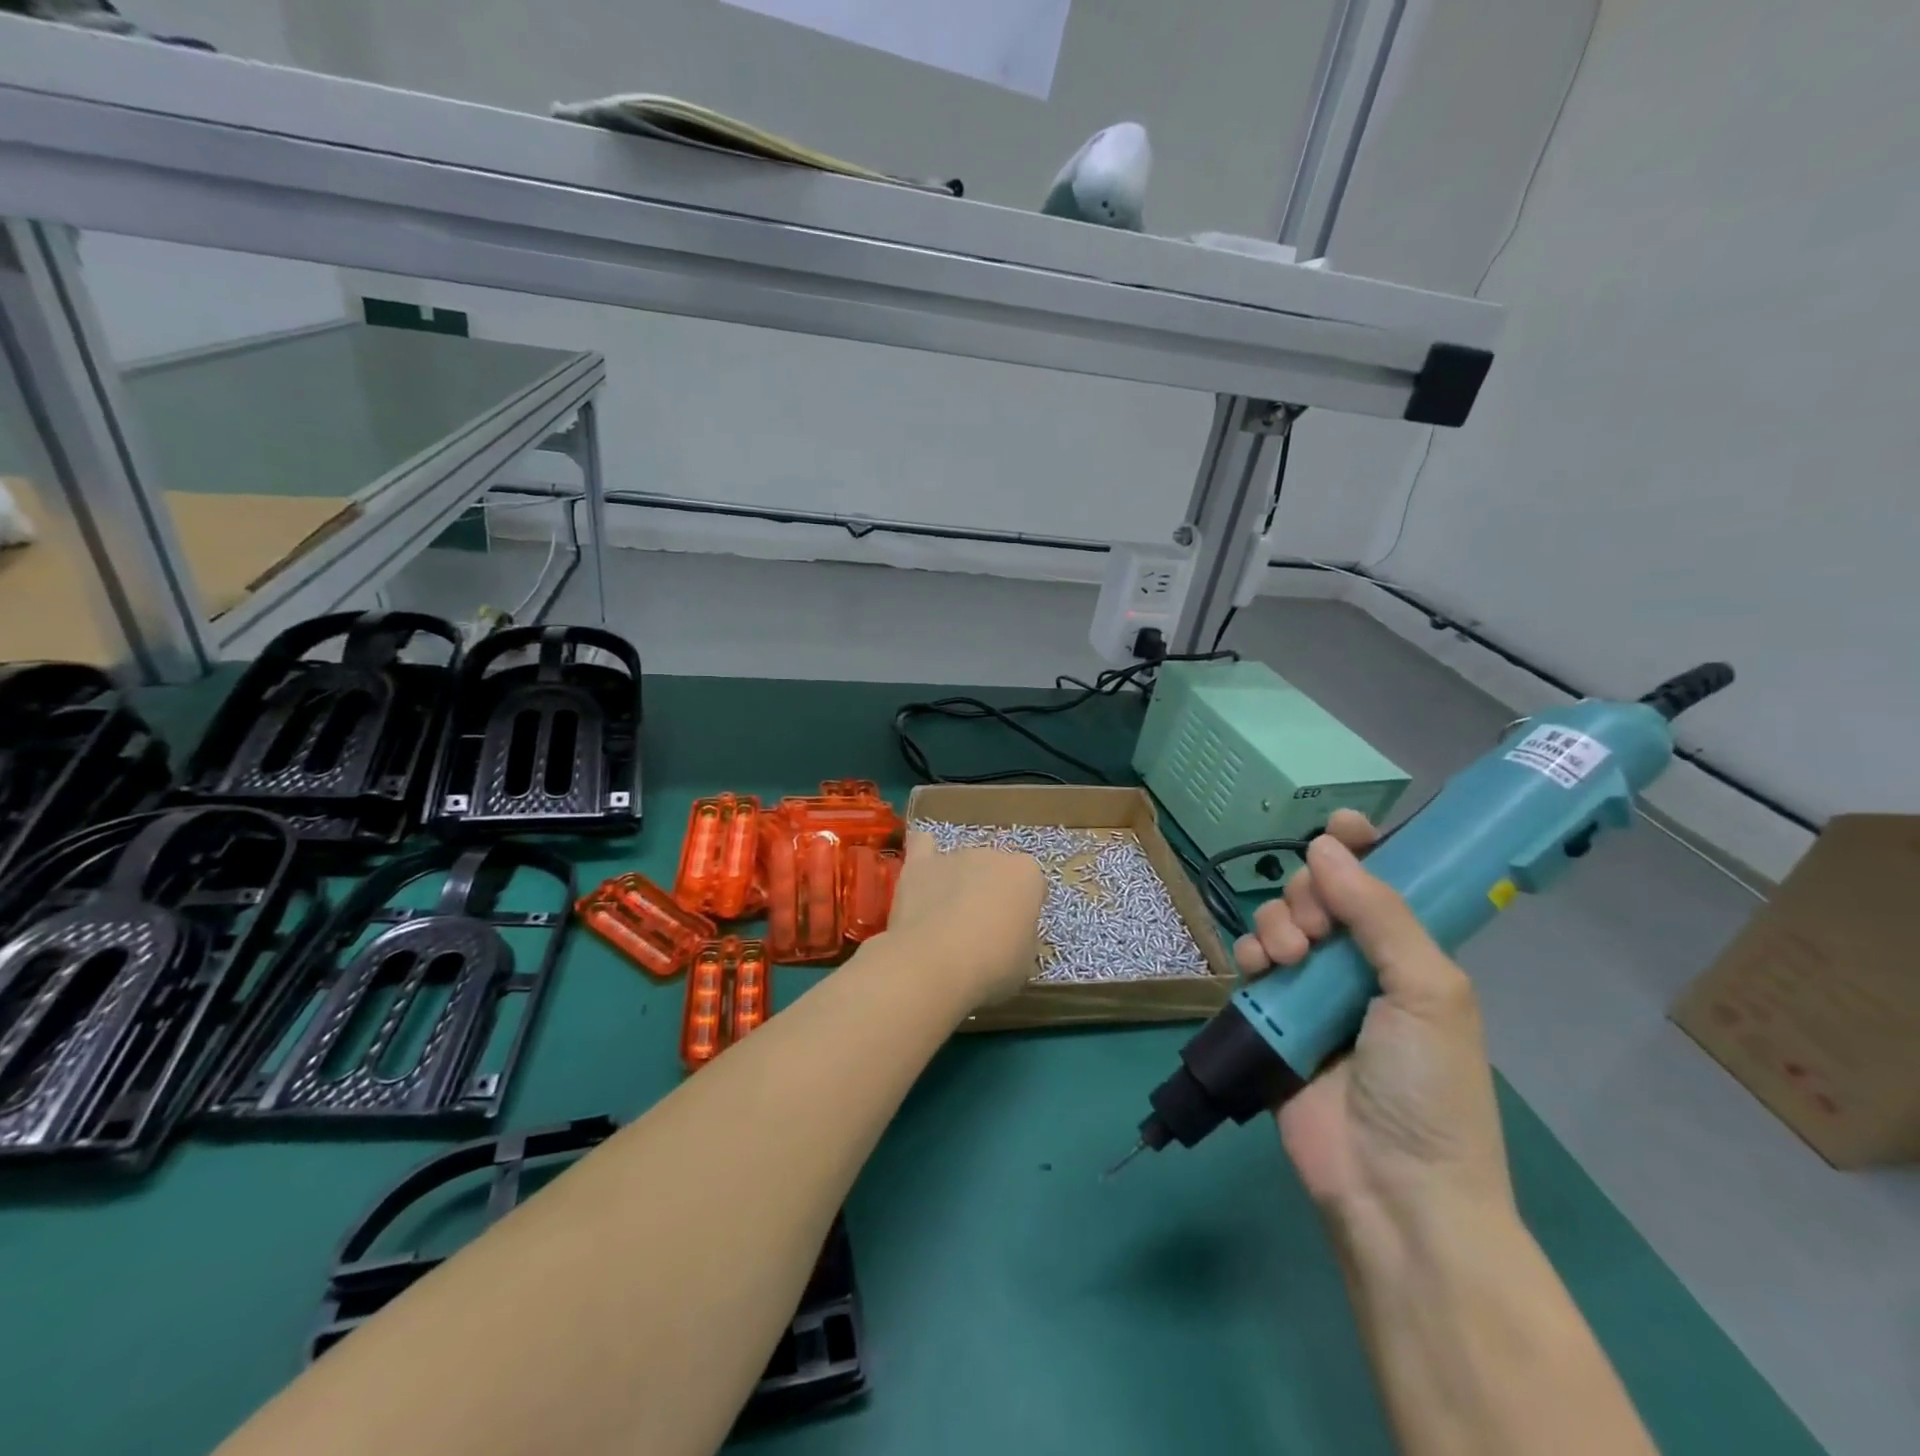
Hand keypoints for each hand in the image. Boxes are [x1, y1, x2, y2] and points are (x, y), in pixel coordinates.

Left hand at [883, 830, 1045, 1009]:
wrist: (935, 963)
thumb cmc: (992, 966)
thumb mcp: (1025, 960)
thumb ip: (1021, 935)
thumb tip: (1009, 932)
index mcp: (1027, 874)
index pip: (1032, 885)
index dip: (1023, 910)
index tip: (1014, 933)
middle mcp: (993, 854)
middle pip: (996, 870)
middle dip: (990, 892)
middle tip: (980, 930)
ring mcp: (954, 855)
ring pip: (962, 864)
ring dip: (959, 883)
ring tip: (945, 920)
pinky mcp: (919, 864)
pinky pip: (923, 846)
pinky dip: (925, 857)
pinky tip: (922, 875)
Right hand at [1233, 810, 1514, 1246]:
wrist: (1393, 1188)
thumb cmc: (1429, 1087)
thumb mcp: (1429, 991)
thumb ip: (1380, 913)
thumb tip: (1325, 846)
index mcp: (1411, 955)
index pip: (1385, 883)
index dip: (1364, 848)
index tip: (1340, 825)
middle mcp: (1361, 965)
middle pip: (1321, 894)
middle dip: (1309, 894)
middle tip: (1318, 926)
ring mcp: (1314, 991)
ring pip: (1280, 921)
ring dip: (1278, 923)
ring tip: (1289, 956)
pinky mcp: (1273, 1016)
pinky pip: (1252, 962)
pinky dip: (1250, 953)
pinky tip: (1260, 968)